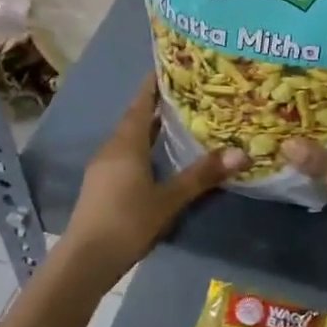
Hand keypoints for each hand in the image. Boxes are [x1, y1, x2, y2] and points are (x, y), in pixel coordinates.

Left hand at [59, 77, 245, 285]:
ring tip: (176, 122)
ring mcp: (103, 168)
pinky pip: (124, 155)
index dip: (154, 85)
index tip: (170, 67)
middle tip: (185, 94)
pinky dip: (142, 148)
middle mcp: (112, 149)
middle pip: (135, 119)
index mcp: (126, 144)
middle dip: (156, 105)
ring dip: (149, 128)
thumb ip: (202, 175)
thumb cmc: (128, 221)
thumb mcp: (169, 199)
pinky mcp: (101, 186)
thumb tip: (241, 152)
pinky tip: (157, 158)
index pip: (141, 103)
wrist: (85, 259)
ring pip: (129, 139)